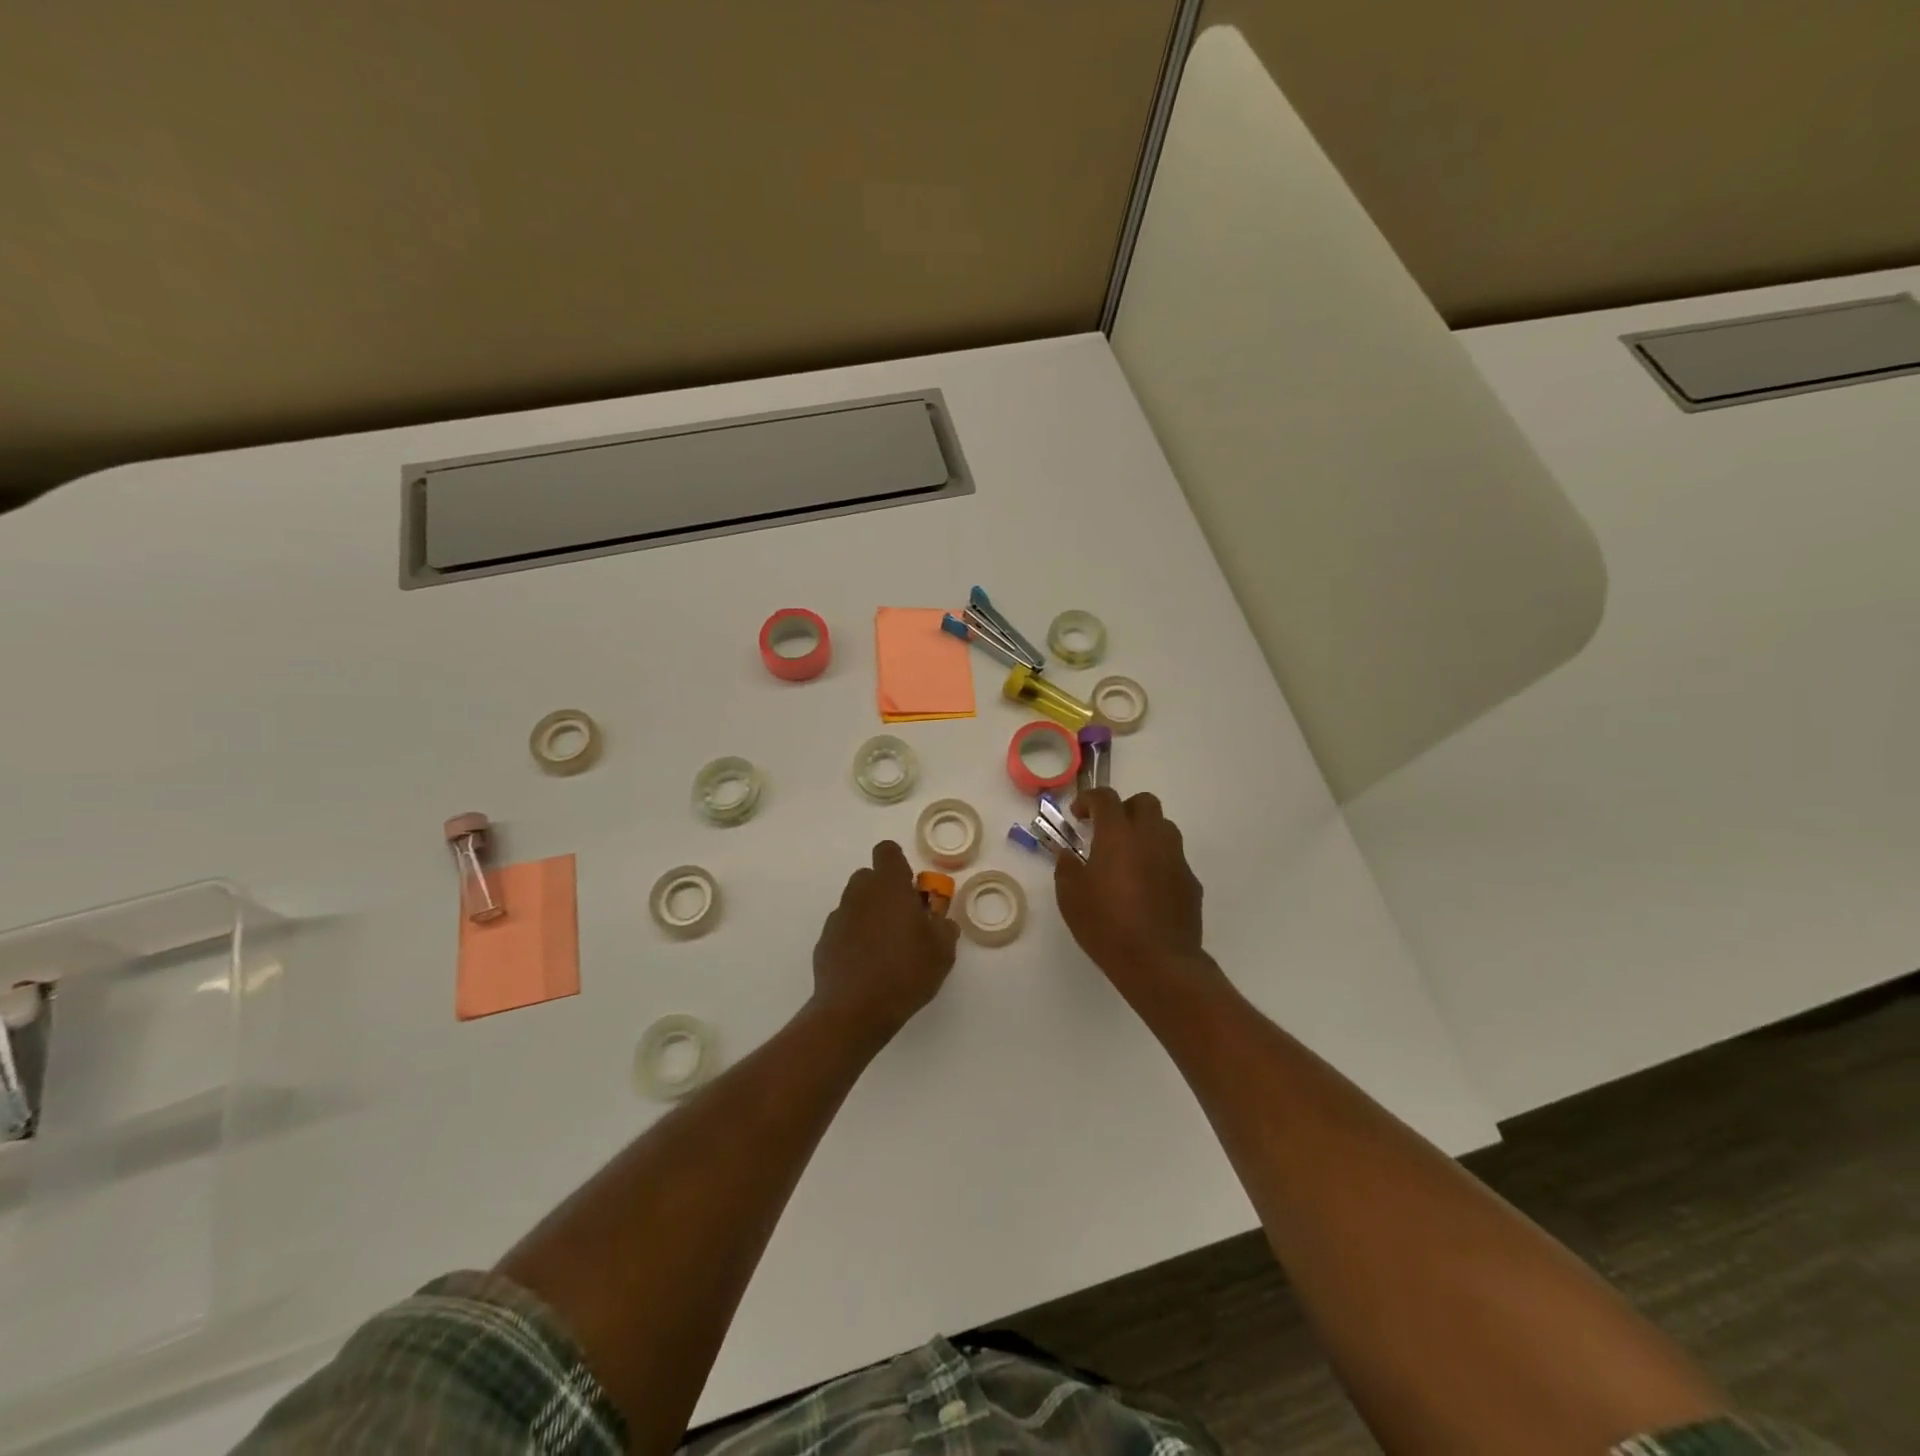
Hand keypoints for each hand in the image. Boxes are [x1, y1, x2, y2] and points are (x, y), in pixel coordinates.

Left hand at [811, 840, 959, 1044]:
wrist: (854, 1011)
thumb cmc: (905, 972)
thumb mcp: (942, 951)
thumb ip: (944, 927)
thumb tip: (940, 921)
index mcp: (889, 886)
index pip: (887, 851)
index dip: (899, 864)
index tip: (912, 888)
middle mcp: (859, 894)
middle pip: (869, 877)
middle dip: (885, 891)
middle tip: (903, 920)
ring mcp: (838, 918)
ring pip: (855, 904)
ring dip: (870, 915)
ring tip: (886, 948)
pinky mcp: (824, 942)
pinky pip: (844, 929)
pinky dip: (854, 939)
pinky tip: (867, 966)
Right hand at [1054, 789, 1207, 995]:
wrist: (1159, 962)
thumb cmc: (1106, 925)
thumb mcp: (1071, 898)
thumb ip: (1067, 868)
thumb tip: (1069, 855)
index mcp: (1118, 834)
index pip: (1106, 798)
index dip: (1089, 799)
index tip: (1078, 815)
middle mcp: (1151, 837)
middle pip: (1144, 803)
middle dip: (1124, 809)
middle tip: (1107, 830)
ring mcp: (1176, 858)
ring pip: (1164, 828)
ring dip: (1145, 833)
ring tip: (1128, 858)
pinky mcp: (1191, 882)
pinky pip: (1174, 859)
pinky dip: (1158, 862)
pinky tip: (1146, 887)